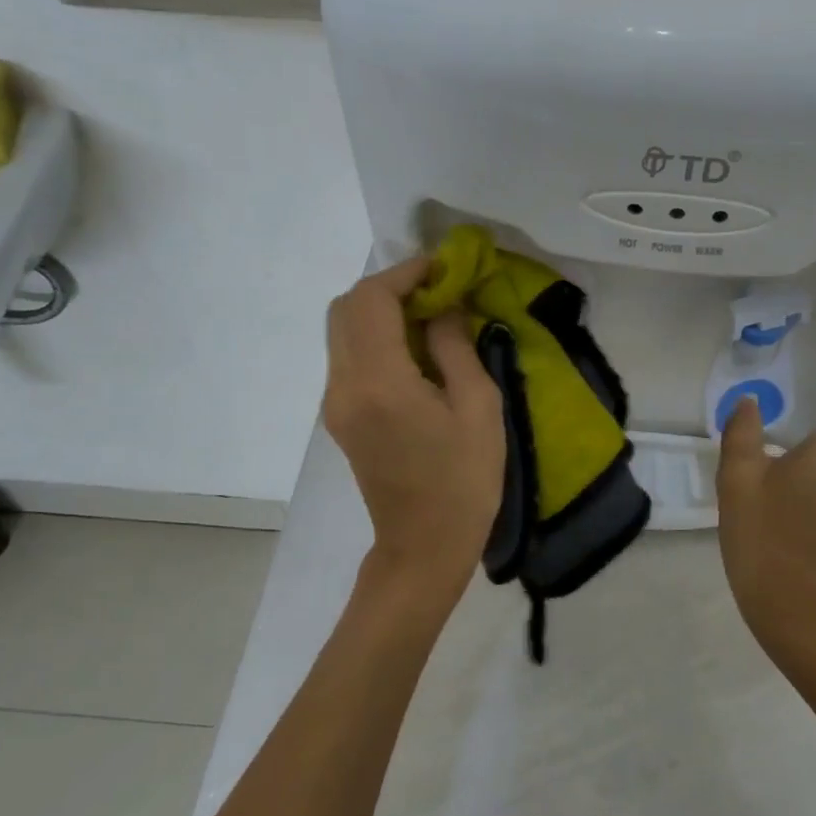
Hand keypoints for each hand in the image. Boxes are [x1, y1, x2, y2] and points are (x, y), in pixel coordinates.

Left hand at [323, 258, 504, 608]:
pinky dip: (376, 335)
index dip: (406, 273)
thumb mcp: (479, 407)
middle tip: (436, 290)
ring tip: (430, 316)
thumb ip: (457, 346)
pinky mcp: (339, 416)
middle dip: (389, 287)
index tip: (444, 268)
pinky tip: (415, 349)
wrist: (423, 547)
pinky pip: (349, 355)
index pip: (373, 300)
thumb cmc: (464, 481)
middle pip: (345, 308)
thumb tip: (444, 307)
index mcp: (380, 383)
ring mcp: (335, 403)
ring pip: (342, 329)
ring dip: (381, 310)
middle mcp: (344, 386)